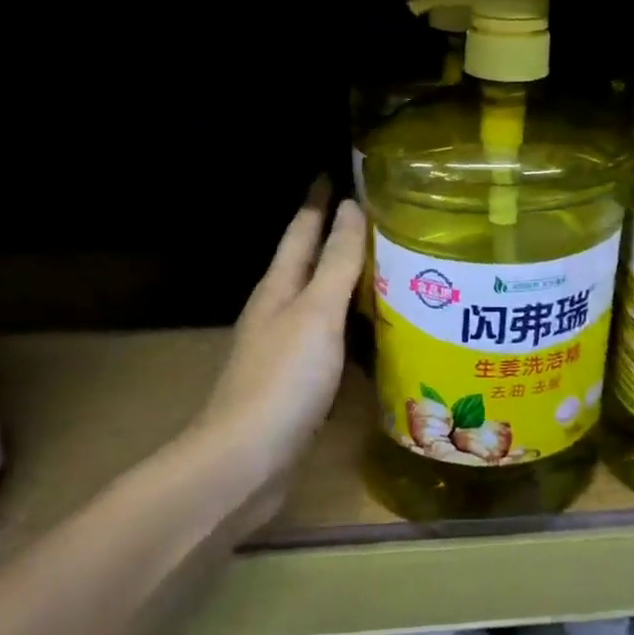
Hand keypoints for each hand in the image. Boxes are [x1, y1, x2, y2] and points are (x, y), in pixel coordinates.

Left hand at [200, 179, 366, 501]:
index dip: (319, 200)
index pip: (302, 229)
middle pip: (311, 263)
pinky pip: (332, 338)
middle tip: (382, 217)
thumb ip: (337, 261)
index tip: (337, 171)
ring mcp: (286, 347)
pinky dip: (353, 324)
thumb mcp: (316, 313)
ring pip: (323, 301)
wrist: (244, 463)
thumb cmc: (282, 379)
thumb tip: (352, 206)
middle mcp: (279, 310)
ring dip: (349, 282)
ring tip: (389, 266)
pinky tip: (376, 330)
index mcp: (279, 286)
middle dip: (339, 237)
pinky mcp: (298, 381)